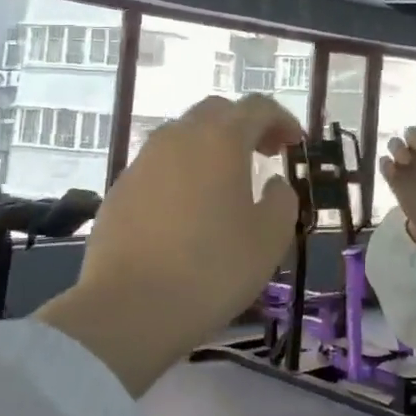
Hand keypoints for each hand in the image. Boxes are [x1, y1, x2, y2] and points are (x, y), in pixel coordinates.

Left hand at [35, 94, 302, 394]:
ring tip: (227, 181)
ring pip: (184, 135)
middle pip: (217, 112)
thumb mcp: (270, 237)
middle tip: (265, 154)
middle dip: (245, 126)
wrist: (128, 309)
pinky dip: (183, 171)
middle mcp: (179, 137)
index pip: (257, 107)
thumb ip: (281, 199)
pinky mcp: (120, 189)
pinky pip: (160, 164)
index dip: (282, 120)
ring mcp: (143, 161)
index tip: (295, 143)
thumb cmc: (212, 269)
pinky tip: (190, 208)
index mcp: (220, 139)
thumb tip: (272, 182)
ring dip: (211, 146)